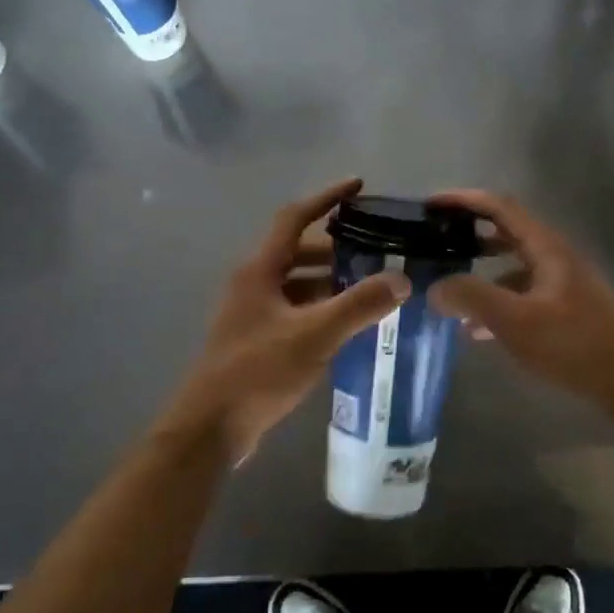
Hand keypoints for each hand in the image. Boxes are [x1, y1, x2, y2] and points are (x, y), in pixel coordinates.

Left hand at [162, 178, 410, 464]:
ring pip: (297, 283)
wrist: (212, 427)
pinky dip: (320, 309)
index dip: (326, 198)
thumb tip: (401, 280)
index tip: (358, 186)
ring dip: (329, 281)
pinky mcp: (256, 339)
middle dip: (336, 247)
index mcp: (260, 270)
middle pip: (297, 251)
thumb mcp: (315, 335)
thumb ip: (359, 305)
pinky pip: (294, 310)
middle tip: (375, 250)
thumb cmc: (258, 370)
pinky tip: (346, 326)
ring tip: (369, 288)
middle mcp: (253, 283)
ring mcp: (252, 313)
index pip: (294, 218)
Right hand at [427, 189, 613, 425]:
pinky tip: (475, 330)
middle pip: (504, 233)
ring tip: (446, 290)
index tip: (430, 205)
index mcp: (545, 247)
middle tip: (433, 244)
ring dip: (479, 273)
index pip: (499, 207)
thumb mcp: (517, 321)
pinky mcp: (564, 310)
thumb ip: (472, 298)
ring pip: (511, 267)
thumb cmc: (575, 343)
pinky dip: (495, 303)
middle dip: (467, 235)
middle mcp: (553, 257)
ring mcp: (560, 284)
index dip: (463, 200)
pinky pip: (520, 296)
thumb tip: (434, 287)